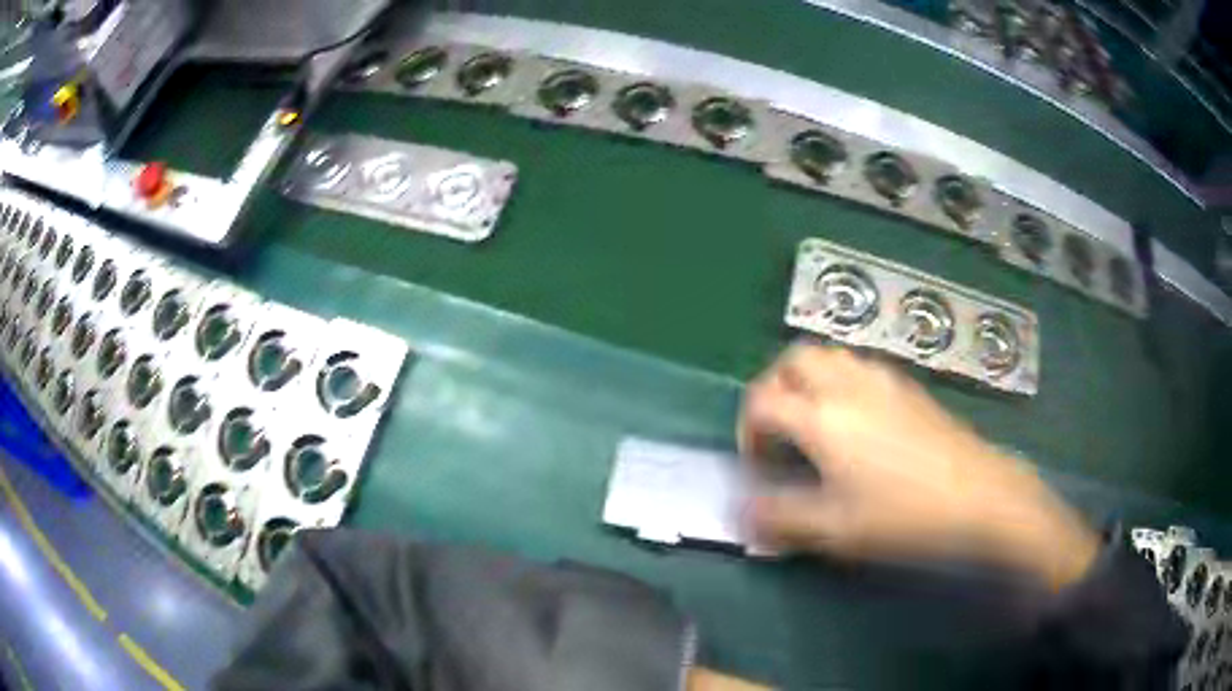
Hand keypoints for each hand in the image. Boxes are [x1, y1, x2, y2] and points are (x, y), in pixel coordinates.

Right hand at [738, 344, 1098, 589]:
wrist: (979, 495)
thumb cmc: (904, 515)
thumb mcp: (836, 530)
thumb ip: (781, 519)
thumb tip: (745, 513)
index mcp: (823, 418)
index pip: (763, 402)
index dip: (748, 430)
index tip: (759, 465)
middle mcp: (847, 385)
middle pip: (793, 360)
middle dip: (773, 388)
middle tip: (779, 427)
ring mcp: (882, 380)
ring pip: (829, 355)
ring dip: (807, 379)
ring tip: (814, 421)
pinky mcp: (909, 386)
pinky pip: (860, 365)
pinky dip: (841, 381)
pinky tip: (857, 421)